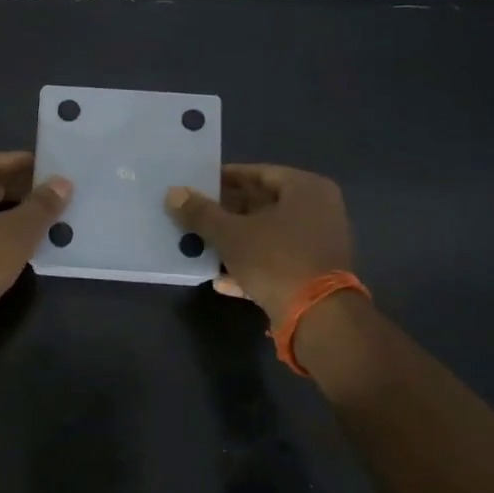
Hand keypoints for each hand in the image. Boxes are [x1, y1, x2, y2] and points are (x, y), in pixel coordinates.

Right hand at [165, 164, 353, 322]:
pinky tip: (221, 280)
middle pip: (263, 205)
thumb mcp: (230, 234)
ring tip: (201, 246)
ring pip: (267, 235)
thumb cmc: (276, 260)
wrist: (320, 319)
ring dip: (236, 242)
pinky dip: (251, 266)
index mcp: (306, 189)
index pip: (258, 173)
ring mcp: (319, 244)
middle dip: (226, 214)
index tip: (197, 186)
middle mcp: (319, 210)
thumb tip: (173, 193)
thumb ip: (201, 213)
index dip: (224, 179)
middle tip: (195, 216)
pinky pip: (277, 261)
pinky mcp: (315, 274)